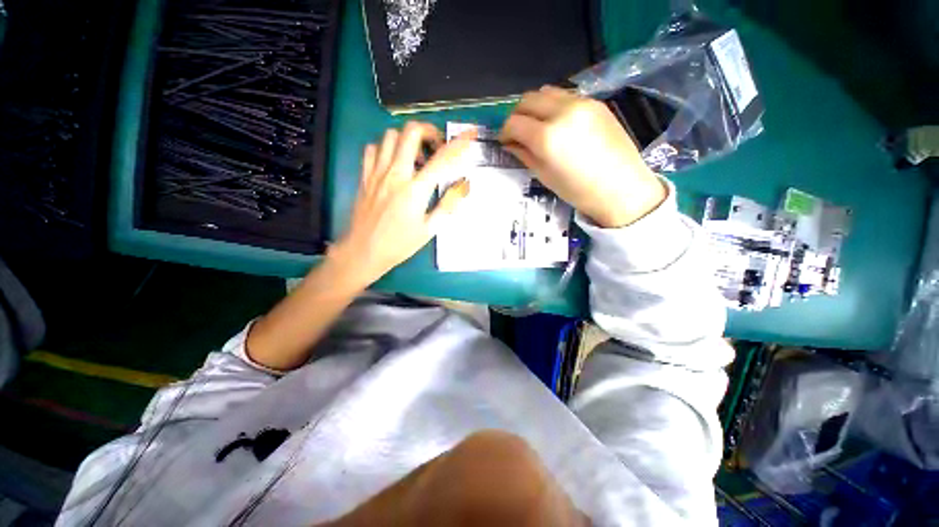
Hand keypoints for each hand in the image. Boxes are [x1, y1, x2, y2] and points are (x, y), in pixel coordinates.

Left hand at [329, 122, 474, 286]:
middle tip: (435, 147)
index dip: (458, 143)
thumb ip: (447, 204)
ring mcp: (377, 172)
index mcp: (415, 190)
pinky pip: (373, 148)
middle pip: (411, 133)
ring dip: (407, 140)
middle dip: (428, 132)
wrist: (364, 251)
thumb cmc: (400, 243)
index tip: (470, 134)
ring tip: (415, 157)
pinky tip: (393, 163)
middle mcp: (395, 174)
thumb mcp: (429, 229)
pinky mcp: (364, 176)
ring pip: (390, 135)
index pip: (441, 159)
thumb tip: (463, 185)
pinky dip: (386, 148)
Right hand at [499, 86, 666, 227]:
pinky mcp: (595, 102)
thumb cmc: (578, 191)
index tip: (505, 141)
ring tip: (537, 125)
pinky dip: (554, 105)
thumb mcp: (544, 176)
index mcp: (547, 137)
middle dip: (517, 115)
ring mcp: (581, 102)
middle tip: (518, 132)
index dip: (504, 132)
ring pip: (546, 92)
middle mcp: (562, 111)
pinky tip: (558, 123)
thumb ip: (524, 154)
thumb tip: (511, 143)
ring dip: (535, 106)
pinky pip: (565, 95)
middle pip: (527, 100)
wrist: (621, 188)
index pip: (514, 123)